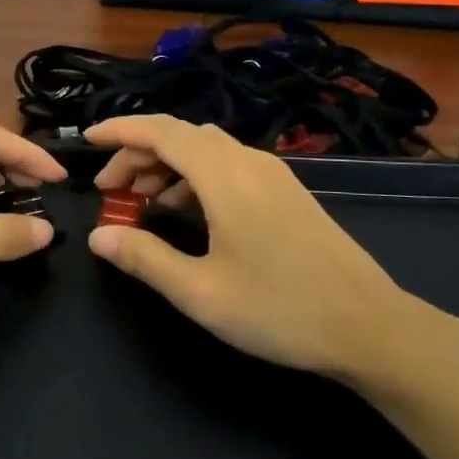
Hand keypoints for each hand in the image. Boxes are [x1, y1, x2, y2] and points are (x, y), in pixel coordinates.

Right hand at [85, 115, 458, 390]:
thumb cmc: (280, 310)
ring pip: (206, 151)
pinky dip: (195, 177)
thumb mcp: (200, 292)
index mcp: (225, 176)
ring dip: (167, 167)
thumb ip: (144, 259)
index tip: (87, 141)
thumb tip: (98, 237)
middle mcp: (249, 162)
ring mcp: (273, 175)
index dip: (120, 131)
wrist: (371, 327)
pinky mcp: (287, 192)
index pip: (161, 132)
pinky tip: (187, 213)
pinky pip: (228, 166)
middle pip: (181, 137)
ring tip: (142, 204)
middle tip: (111, 193)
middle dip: (138, 155)